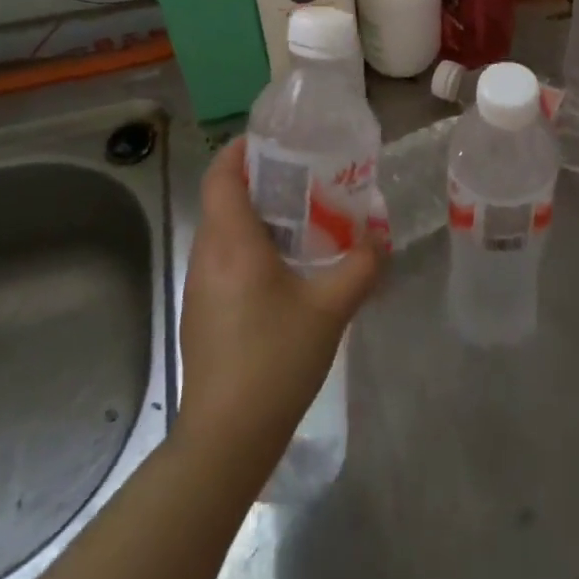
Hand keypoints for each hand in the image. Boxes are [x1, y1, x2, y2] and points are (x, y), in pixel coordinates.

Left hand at [176, 136, 381, 484]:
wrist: (226, 439)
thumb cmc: (274, 360)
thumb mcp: (329, 309)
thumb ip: (361, 267)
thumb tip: (380, 242)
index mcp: (231, 242)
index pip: (221, 174)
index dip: (241, 149)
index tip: (275, 140)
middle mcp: (207, 255)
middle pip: (221, 198)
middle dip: (256, 179)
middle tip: (302, 175)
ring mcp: (199, 286)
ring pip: (221, 230)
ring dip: (252, 214)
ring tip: (298, 216)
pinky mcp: (201, 312)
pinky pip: (221, 259)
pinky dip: (247, 245)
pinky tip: (282, 268)